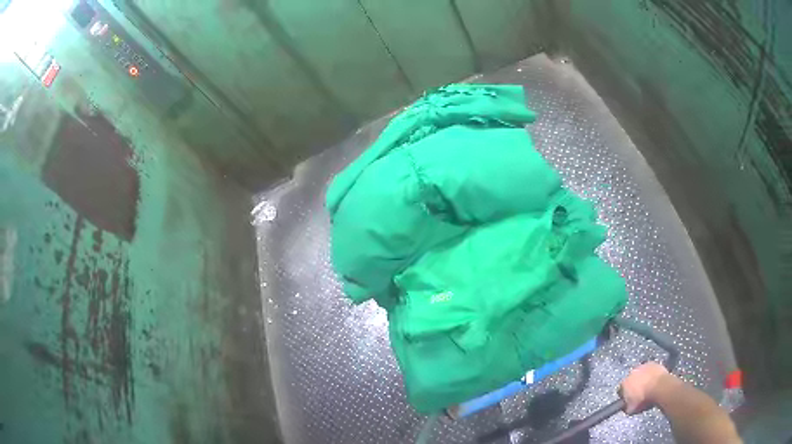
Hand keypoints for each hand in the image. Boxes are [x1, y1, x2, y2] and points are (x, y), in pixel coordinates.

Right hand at [619, 362, 672, 414]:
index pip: (620, 390)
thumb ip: (626, 407)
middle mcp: (631, 373)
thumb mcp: (631, 410)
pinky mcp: (652, 363)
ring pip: (640, 373)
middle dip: (634, 385)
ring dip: (642, 378)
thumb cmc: (644, 399)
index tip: (629, 400)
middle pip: (630, 379)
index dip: (625, 395)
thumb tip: (626, 407)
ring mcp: (642, 366)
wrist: (660, 387)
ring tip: (648, 386)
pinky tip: (654, 380)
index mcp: (624, 384)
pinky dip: (651, 374)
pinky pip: (650, 369)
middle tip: (640, 393)